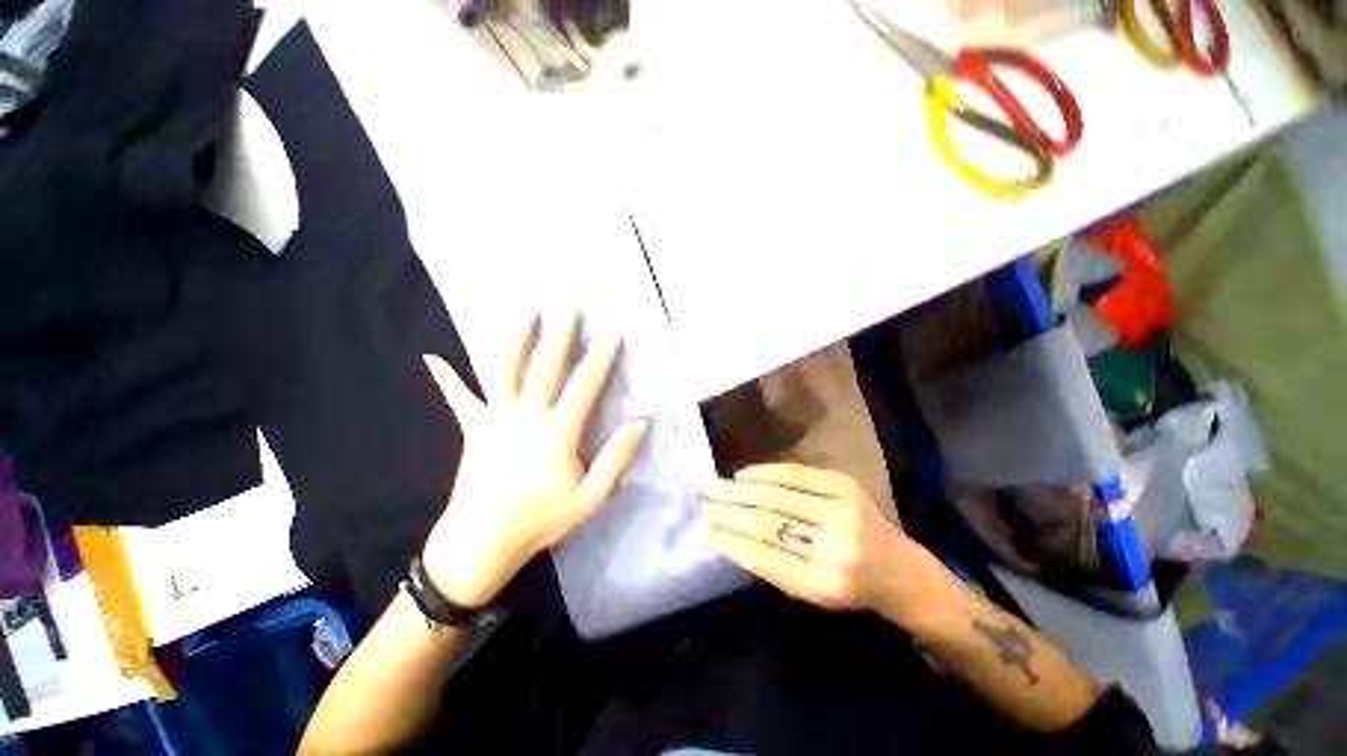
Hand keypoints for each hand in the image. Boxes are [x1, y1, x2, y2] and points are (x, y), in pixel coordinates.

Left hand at [421, 311, 647, 608]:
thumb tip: (640, 423)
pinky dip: (445, 378)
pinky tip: (430, 357)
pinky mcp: (472, 429)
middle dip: (560, 333)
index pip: (584, 386)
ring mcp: (494, 419)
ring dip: (514, 338)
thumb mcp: (591, 497)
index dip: (600, 359)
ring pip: (503, 370)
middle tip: (568, 303)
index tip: (611, 333)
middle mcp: (525, 417)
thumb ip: (616, 458)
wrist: (479, 546)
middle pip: (545, 366)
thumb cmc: (541, 521)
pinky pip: (457, 399)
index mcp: (556, 434)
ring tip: (523, 311)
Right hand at [703, 464, 929, 614]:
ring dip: (740, 488)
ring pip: (777, 493)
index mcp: (823, 584)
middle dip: (729, 509)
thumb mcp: (810, 592)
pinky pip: (795, 473)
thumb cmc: (848, 586)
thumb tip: (727, 534)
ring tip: (715, 485)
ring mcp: (843, 511)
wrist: (899, 568)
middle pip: (768, 520)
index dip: (730, 540)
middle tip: (704, 501)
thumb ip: (771, 565)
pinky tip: (744, 474)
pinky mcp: (845, 485)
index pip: (763, 556)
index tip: (705, 528)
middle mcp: (835, 547)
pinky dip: (764, 472)